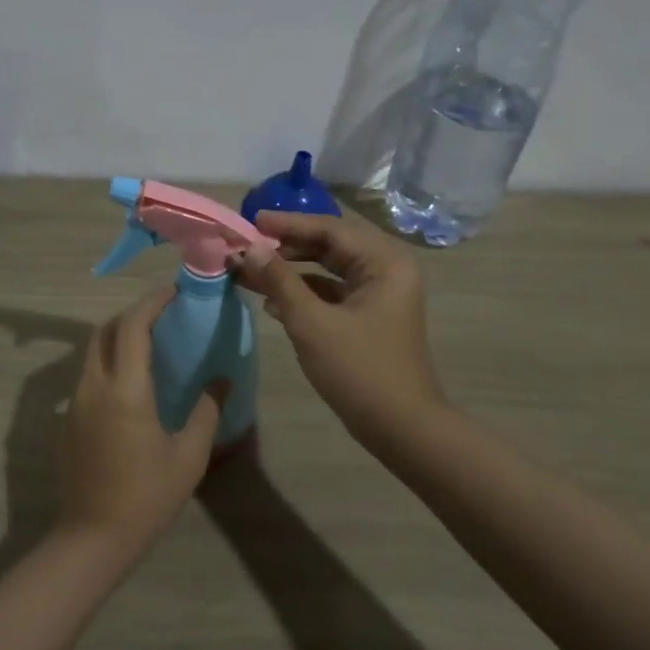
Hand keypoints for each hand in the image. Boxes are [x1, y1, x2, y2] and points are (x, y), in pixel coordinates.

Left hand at [55, 286, 226, 558]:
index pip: (133, 326)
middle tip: (164, 314)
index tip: (174, 291)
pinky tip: (132, 382)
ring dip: (119, 337)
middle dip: (133, 314)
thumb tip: (223, 379)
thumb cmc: (146, 497)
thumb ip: (207, 411)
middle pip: (106, 331)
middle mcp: (93, 386)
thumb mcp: (188, 456)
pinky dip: (110, 362)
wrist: (92, 538)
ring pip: (94, 351)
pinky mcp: (68, 419)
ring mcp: (75, 401)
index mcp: (125, 390)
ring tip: (151, 343)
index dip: (152, 302)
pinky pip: (88, 374)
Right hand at [234, 211, 443, 441]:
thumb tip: (250, 248)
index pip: (329, 229)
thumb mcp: (312, 323)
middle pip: (329, 245)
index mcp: (384, 262)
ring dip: (290, 270)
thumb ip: (279, 280)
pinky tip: (271, 302)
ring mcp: (379, 294)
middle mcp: (386, 269)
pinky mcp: (369, 316)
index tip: (251, 221)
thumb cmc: (359, 370)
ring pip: (328, 269)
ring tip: (249, 271)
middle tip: (247, 245)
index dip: (287, 224)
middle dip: (286, 246)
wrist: (401, 428)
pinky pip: (331, 292)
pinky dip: (303, 293)